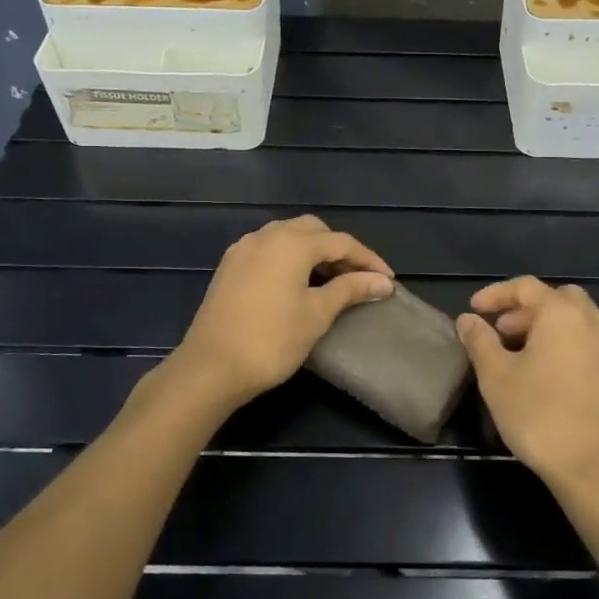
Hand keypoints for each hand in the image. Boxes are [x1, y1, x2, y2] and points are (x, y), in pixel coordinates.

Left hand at [165, 216, 394, 413]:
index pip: (341, 242)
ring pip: (288, 236)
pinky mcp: (230, 266)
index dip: (368, 260)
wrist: (210, 368)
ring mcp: (244, 249)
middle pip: (313, 230)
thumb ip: (350, 290)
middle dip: (339, 250)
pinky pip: (269, 249)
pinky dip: (290, 258)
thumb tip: (383, 281)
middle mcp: (266, 236)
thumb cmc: (271, 341)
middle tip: (358, 278)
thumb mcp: (317, 314)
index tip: (388, 281)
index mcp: (290, 243)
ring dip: (314, 251)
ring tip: (332, 280)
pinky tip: (298, 283)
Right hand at [457, 277, 598, 498]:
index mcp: (562, 314)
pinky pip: (587, 344)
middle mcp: (592, 323)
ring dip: (545, 328)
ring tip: (518, 355)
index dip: (496, 294)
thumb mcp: (496, 376)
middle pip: (557, 298)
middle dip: (526, 309)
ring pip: (576, 322)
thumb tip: (468, 319)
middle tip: (501, 330)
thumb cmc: (539, 415)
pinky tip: (544, 376)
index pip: (526, 287)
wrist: (595, 468)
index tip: (474, 310)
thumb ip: (480, 341)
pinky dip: (564, 345)